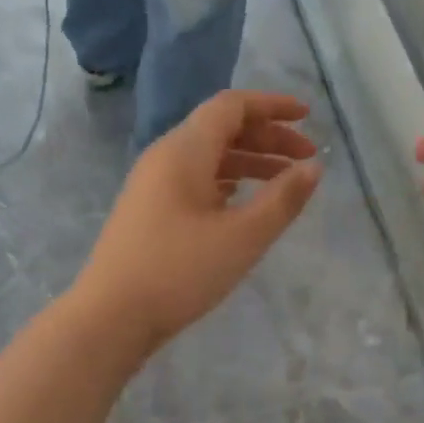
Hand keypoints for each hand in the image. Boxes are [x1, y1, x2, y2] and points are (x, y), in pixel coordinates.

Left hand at [74, 90, 321, 353]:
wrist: (110, 317)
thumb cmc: (180, 272)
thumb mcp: (243, 237)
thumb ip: (283, 199)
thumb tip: (313, 167)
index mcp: (185, 151)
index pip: (231, 106)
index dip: (272, 105)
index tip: (307, 116)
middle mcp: (165, 156)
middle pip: (221, 128)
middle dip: (267, 136)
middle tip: (306, 157)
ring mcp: (153, 183)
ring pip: (208, 155)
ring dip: (249, 160)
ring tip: (285, 180)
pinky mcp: (149, 209)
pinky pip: (194, 178)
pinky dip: (227, 180)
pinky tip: (243, 200)